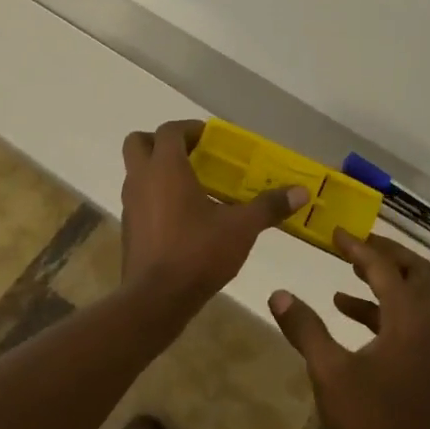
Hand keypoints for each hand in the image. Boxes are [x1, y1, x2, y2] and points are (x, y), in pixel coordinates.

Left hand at [120, 120, 308, 301]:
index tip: (210, 138)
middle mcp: (141, 179)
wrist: (155, 300)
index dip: (189, 128)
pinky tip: (183, 219)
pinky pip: (139, 200)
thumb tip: (300, 192)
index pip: (169, 130)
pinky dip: (155, 198)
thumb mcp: (241, 228)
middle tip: (190, 155)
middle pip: (139, 143)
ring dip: (158, 171)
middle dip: (161, 142)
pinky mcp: (129, 230)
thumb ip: (269, 206)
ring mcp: (130, 206)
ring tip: (192, 187)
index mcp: (165, 168)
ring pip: (136, 173)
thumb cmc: (197, 252)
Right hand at [268, 232, 429, 428]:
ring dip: (387, 281)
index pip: (385, 268)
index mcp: (410, 320)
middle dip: (387, 254)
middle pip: (417, 272)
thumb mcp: (330, 374)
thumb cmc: (372, 424)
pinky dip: (386, 309)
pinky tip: (352, 317)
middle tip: (355, 246)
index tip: (335, 233)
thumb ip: (305, 329)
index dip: (358, 247)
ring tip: (347, 278)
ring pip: (418, 295)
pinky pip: (412, 319)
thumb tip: (278, 294)